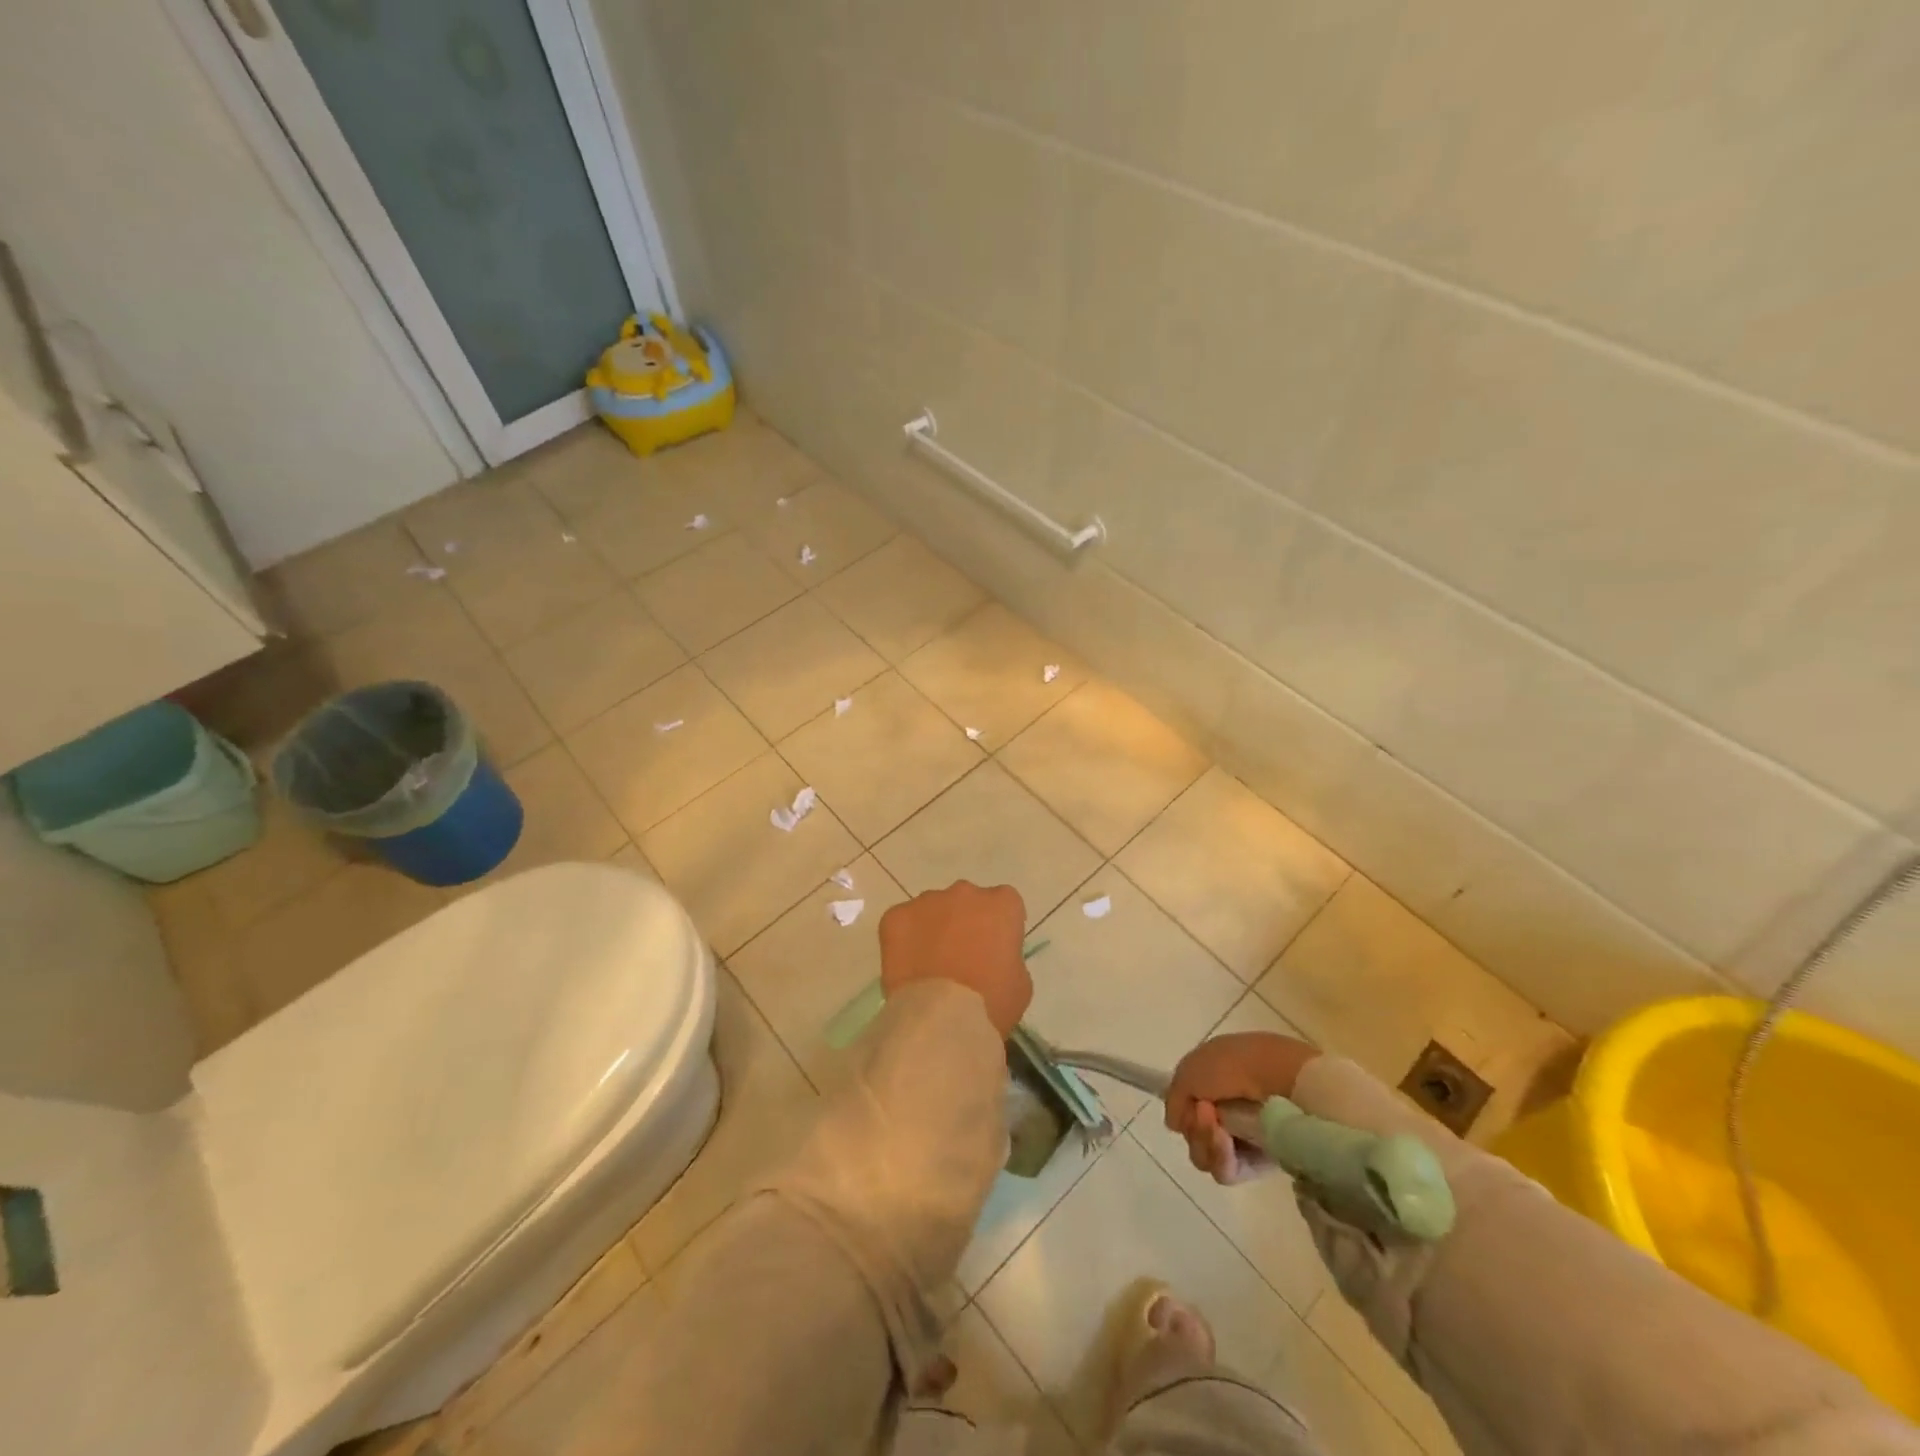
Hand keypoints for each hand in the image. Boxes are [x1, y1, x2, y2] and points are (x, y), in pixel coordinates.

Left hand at [879, 881, 1031, 1038]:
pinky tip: (908, 966)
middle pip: (967, 901)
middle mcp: (965, 893)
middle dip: (965, 922)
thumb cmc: (991, 1002)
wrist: (941, 1018)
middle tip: (961, 956)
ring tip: (930, 965)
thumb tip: (993, 958)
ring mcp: (927, 901)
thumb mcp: (1021, 983)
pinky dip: (904, 939)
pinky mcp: (896, 916)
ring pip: (933, 909)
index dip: (999, 926)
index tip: (995, 949)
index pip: (1005, 904)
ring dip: (934, 928)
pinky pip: (902, 922)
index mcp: (1002, 905)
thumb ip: (1009, 957)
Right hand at [1165, 1032, 1320, 1184]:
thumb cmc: (1232, 1066)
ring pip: (1206, 1153)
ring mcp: (1246, 1134)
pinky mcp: (1262, 1161)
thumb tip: (1176, 1124)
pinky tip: (1225, 1141)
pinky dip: (1220, 1157)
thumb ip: (1175, 1097)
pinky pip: (1228, 1170)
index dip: (1182, 1107)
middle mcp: (1230, 1105)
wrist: (1280, 1080)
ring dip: (1204, 1141)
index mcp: (1216, 1076)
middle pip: (1194, 1131)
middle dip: (1193, 1126)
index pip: (1188, 1102)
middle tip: (1203, 1114)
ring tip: (1216, 1127)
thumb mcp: (1189, 1070)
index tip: (1185, 1106)